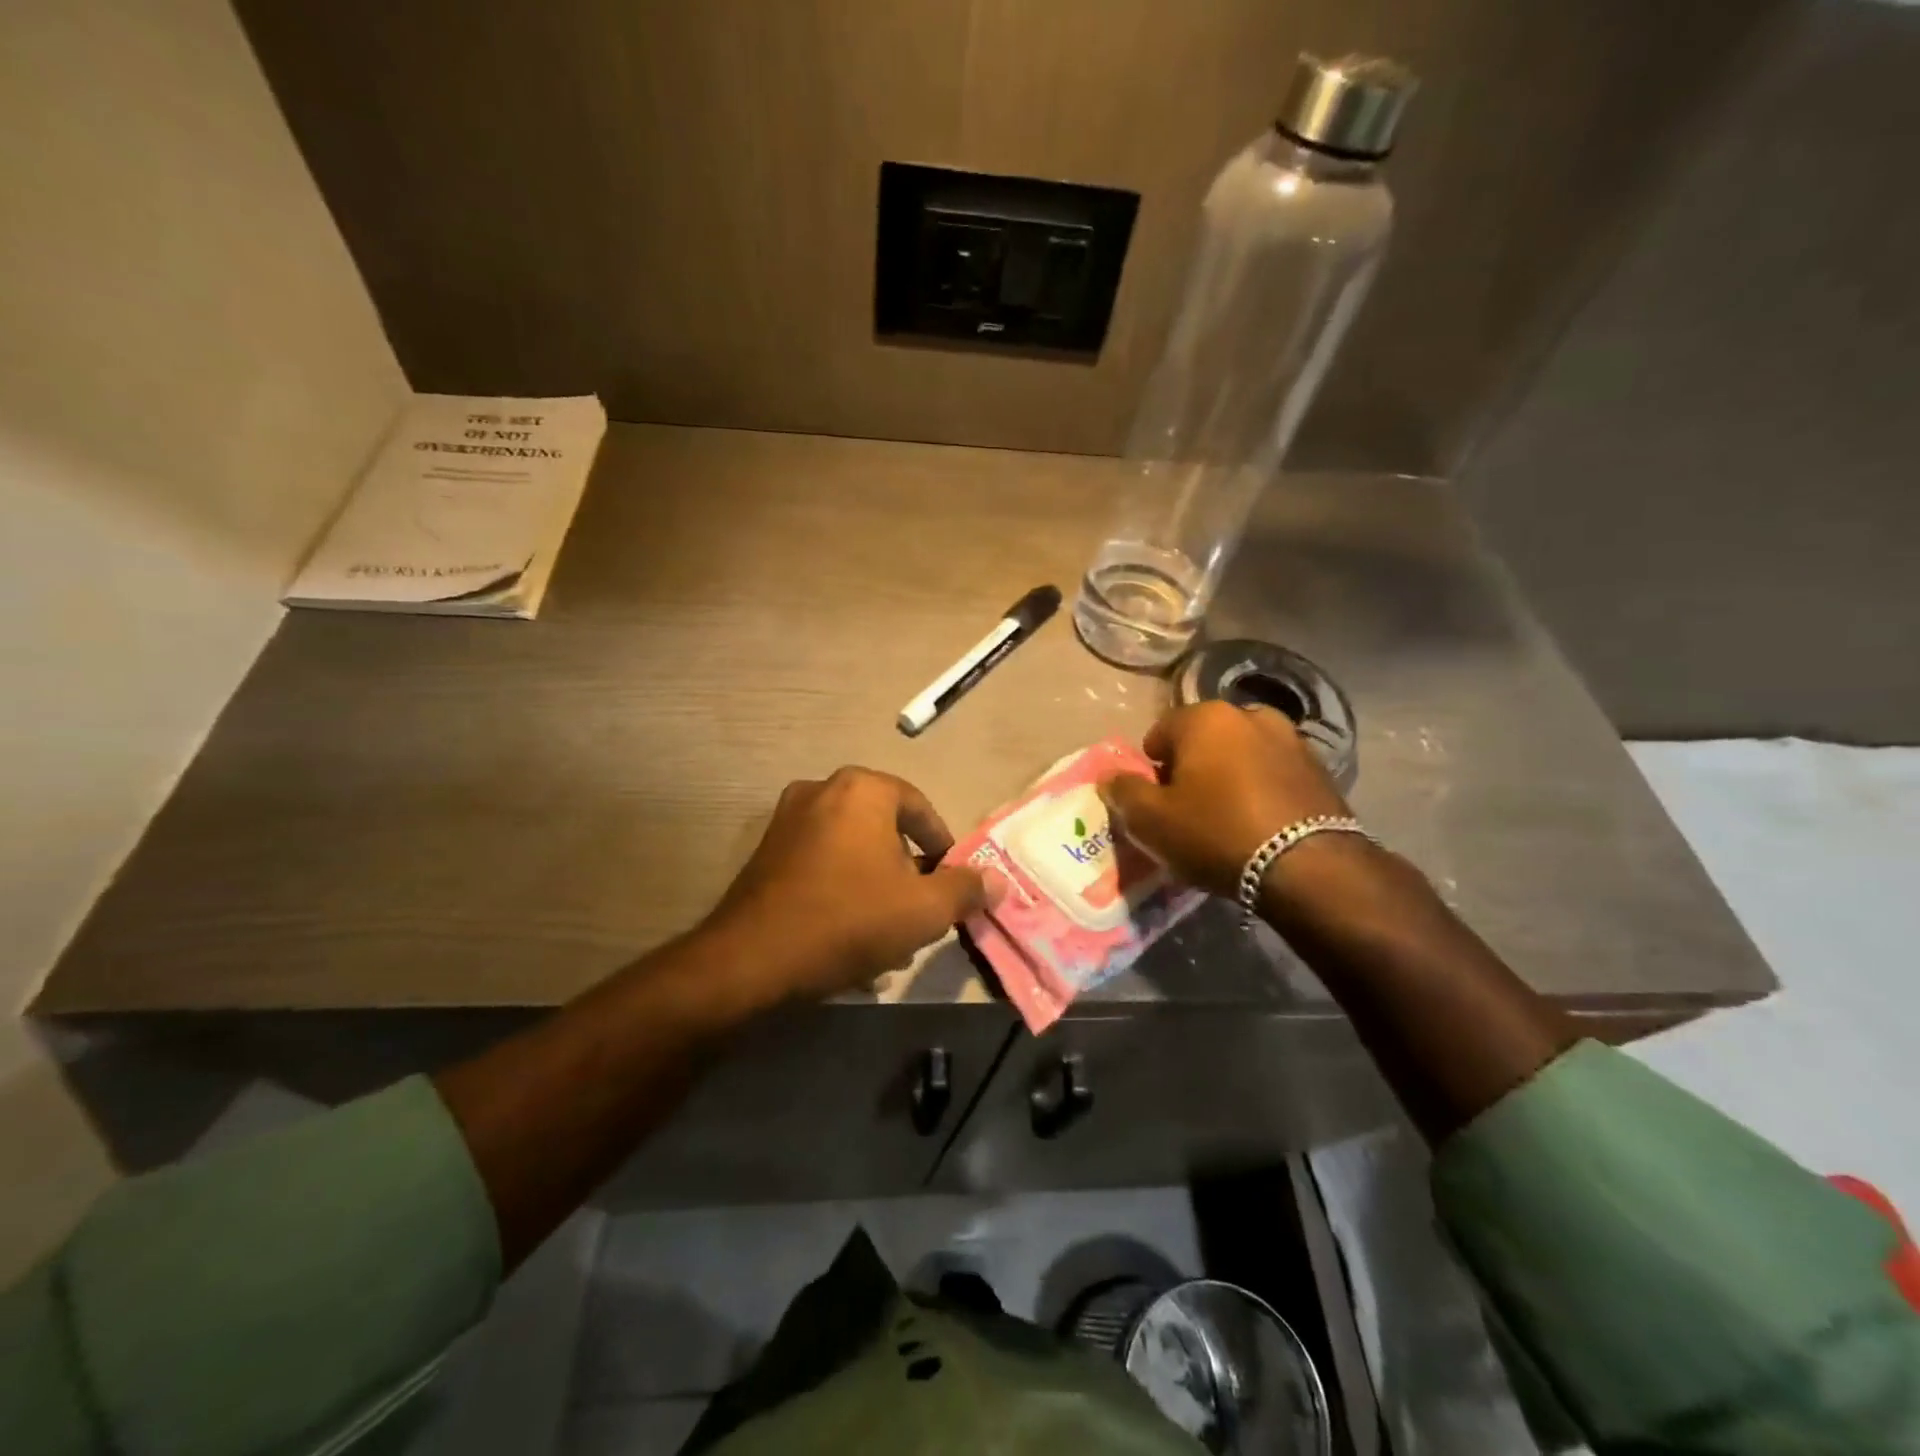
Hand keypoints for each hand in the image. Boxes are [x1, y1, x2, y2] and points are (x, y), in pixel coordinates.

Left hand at [703, 767, 989, 1004]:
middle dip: (907, 872)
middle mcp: (823, 790)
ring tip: (886, 936)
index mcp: (863, 789)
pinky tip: (848, 936)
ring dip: (876, 887)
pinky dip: (842, 890)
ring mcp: (788, 820)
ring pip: (853, 851)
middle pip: (885, 829)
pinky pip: (821, 864)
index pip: (920, 808)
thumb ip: (965, 889)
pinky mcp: (766, 852)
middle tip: (919, 911)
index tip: (951, 882)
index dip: (942, 847)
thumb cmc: (849, 920)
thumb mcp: (922, 910)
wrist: (752, 958)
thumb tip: (998, 880)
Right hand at [1099, 701, 1355, 896]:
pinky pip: (1274, 774)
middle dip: (1192, 768)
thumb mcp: (1151, 821)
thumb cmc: (1216, 833)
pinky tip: (1260, 824)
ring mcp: (1291, 739)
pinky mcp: (1321, 769)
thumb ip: (1123, 792)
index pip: (1160, 732)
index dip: (1151, 768)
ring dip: (1230, 776)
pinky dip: (1262, 790)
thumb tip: (1110, 777)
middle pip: (1204, 740)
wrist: (1308, 867)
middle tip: (1188, 810)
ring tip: (1227, 818)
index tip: (1155, 802)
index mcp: (1206, 717)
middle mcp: (1250, 715)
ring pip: (1242, 755)